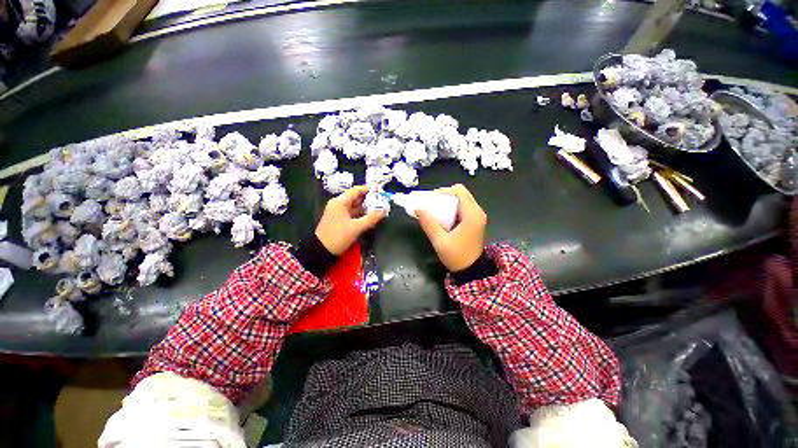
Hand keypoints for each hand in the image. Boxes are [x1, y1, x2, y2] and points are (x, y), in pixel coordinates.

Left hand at [315, 185, 384, 255]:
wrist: (321, 250)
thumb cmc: (338, 236)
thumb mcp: (356, 228)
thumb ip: (371, 219)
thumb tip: (383, 211)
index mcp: (340, 202)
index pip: (355, 191)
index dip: (367, 189)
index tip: (379, 190)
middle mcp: (338, 204)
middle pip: (355, 198)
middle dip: (368, 199)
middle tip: (382, 200)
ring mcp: (338, 213)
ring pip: (354, 206)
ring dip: (365, 207)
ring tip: (379, 208)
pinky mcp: (339, 220)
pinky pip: (351, 213)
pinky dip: (360, 214)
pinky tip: (370, 217)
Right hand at [416, 184, 486, 271]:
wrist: (471, 271)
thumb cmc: (456, 256)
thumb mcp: (440, 240)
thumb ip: (428, 223)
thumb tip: (417, 208)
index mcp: (472, 215)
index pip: (460, 192)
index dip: (444, 191)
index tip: (431, 198)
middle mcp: (478, 212)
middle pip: (462, 193)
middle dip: (446, 195)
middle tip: (432, 202)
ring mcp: (478, 217)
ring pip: (463, 199)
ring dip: (449, 201)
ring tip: (436, 208)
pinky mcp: (475, 222)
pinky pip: (464, 207)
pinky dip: (453, 207)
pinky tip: (443, 214)